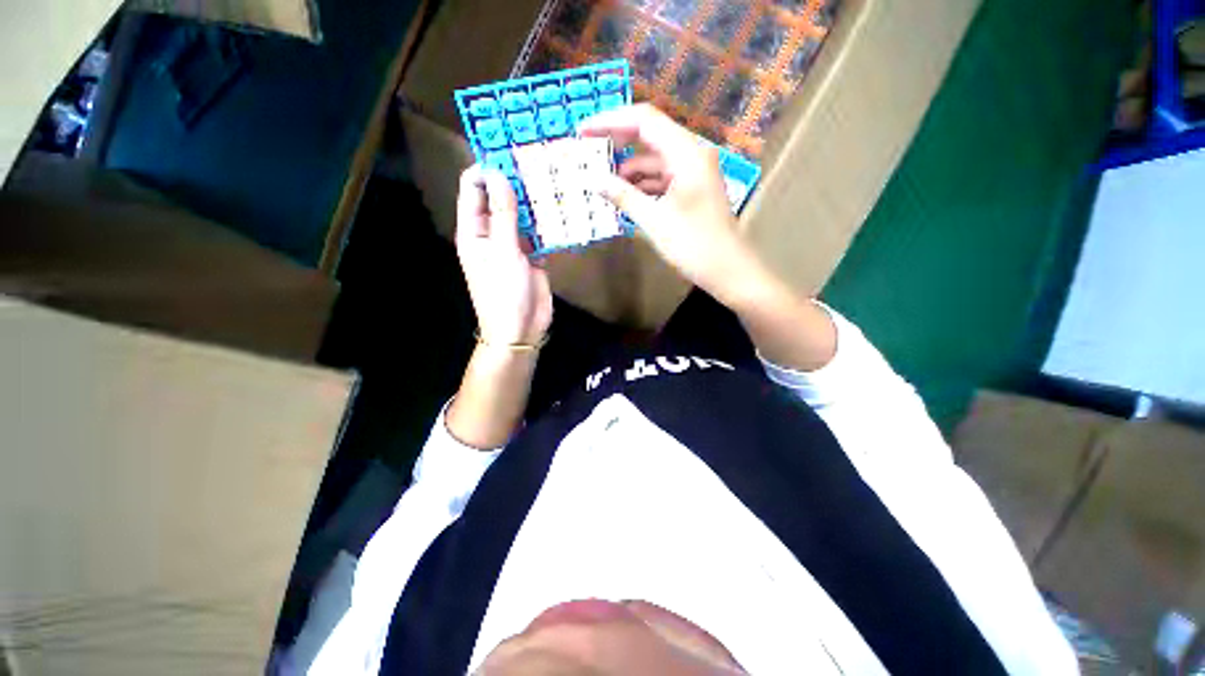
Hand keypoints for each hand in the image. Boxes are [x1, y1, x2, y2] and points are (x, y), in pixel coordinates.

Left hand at [456, 165, 552, 345]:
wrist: (521, 328)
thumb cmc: (504, 292)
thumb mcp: (503, 251)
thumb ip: (503, 213)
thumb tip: (500, 174)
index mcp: (474, 230)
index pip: (473, 189)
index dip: (487, 169)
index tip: (510, 151)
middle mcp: (492, 233)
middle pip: (500, 198)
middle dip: (516, 181)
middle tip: (539, 159)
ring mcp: (514, 244)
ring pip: (523, 214)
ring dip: (535, 201)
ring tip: (554, 177)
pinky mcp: (534, 255)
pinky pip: (540, 233)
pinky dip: (548, 222)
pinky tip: (563, 207)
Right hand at [578, 104, 763, 303]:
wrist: (728, 270)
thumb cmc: (694, 245)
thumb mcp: (655, 220)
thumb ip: (624, 196)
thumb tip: (594, 180)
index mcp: (686, 153)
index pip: (644, 120)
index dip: (611, 122)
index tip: (583, 131)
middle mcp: (691, 154)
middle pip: (649, 136)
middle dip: (618, 143)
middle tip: (588, 152)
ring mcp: (693, 172)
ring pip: (654, 160)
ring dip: (629, 170)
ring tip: (601, 182)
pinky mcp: (691, 189)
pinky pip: (662, 178)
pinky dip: (642, 185)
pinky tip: (624, 197)